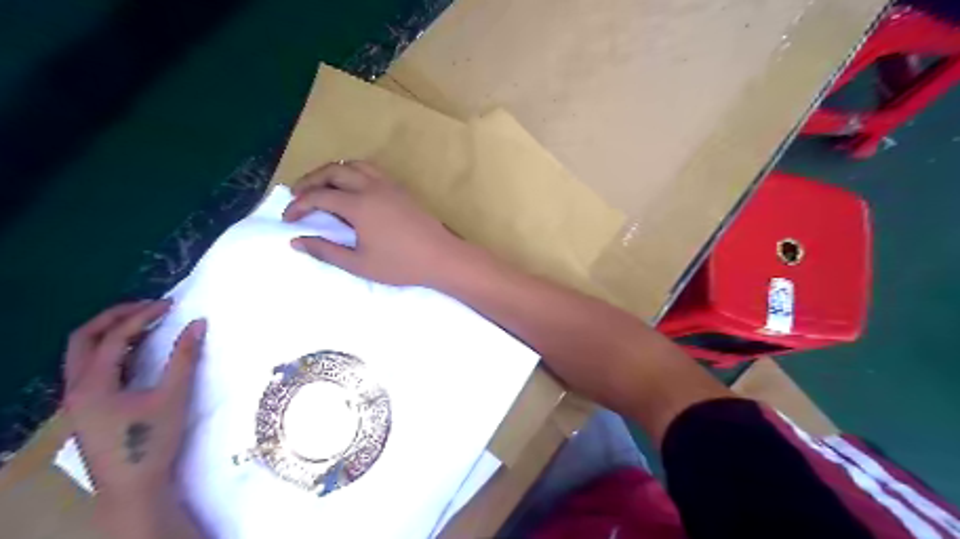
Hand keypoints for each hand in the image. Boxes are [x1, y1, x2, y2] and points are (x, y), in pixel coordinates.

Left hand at [64, 301, 207, 536]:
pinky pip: (92, 367)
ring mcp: (78, 399)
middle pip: (83, 339)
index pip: (114, 337)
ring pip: (83, 353)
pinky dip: (113, 351)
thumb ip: (185, 357)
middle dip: (115, 317)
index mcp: (92, 384)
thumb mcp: (174, 395)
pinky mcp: (88, 407)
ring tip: (146, 323)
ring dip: (112, 333)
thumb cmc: (152, 440)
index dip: (142, 316)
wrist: (133, 485)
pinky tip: (139, 351)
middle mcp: (76, 388)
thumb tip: (198, 323)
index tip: (171, 305)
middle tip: (149, 306)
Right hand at [281, 160, 469, 285]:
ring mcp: (388, 185)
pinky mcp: (400, 188)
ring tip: (321, 187)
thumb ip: (326, 251)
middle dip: (309, 180)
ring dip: (332, 172)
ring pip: (353, 165)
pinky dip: (353, 172)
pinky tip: (352, 188)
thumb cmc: (401, 265)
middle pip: (332, 171)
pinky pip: (371, 169)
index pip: (318, 197)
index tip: (288, 219)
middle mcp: (371, 187)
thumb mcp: (359, 264)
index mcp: (359, 205)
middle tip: (297, 195)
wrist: (441, 257)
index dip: (298, 206)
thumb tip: (296, 241)